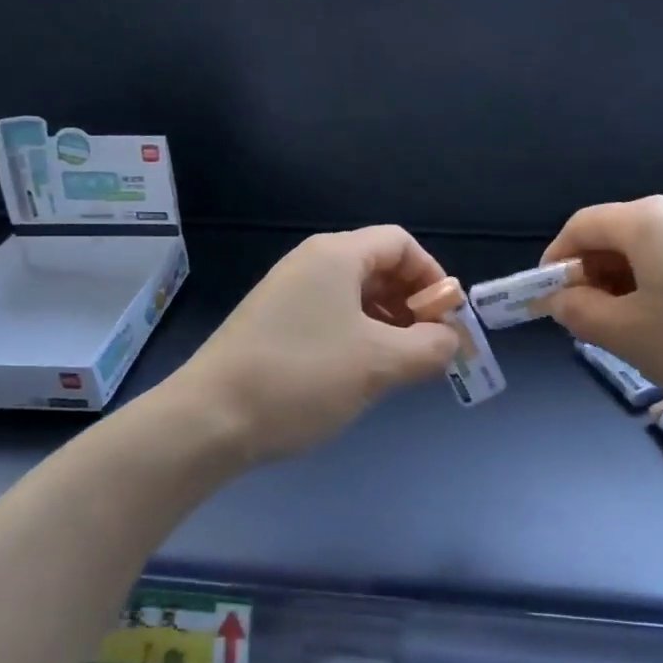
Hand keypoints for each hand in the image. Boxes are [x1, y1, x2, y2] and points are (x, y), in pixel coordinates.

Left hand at [174, 227, 461, 464]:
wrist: (209, 419)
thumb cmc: (302, 378)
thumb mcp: (379, 364)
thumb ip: (429, 348)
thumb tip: (452, 341)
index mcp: (336, 255)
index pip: (401, 244)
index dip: (432, 277)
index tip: (446, 320)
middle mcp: (310, 263)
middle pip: (378, 267)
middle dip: (412, 303)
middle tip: (428, 347)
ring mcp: (286, 292)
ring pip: (354, 295)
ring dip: (387, 323)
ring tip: (399, 365)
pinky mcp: (272, 323)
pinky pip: (330, 315)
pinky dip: (357, 335)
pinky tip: (361, 372)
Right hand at [539, 196, 662, 423]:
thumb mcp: (630, 336)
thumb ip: (581, 313)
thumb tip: (563, 299)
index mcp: (648, 220)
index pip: (581, 226)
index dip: (555, 259)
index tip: (548, 299)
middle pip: (618, 232)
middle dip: (592, 273)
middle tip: (589, 321)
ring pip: (652, 246)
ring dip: (626, 280)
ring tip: (631, 327)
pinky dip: (661, 281)